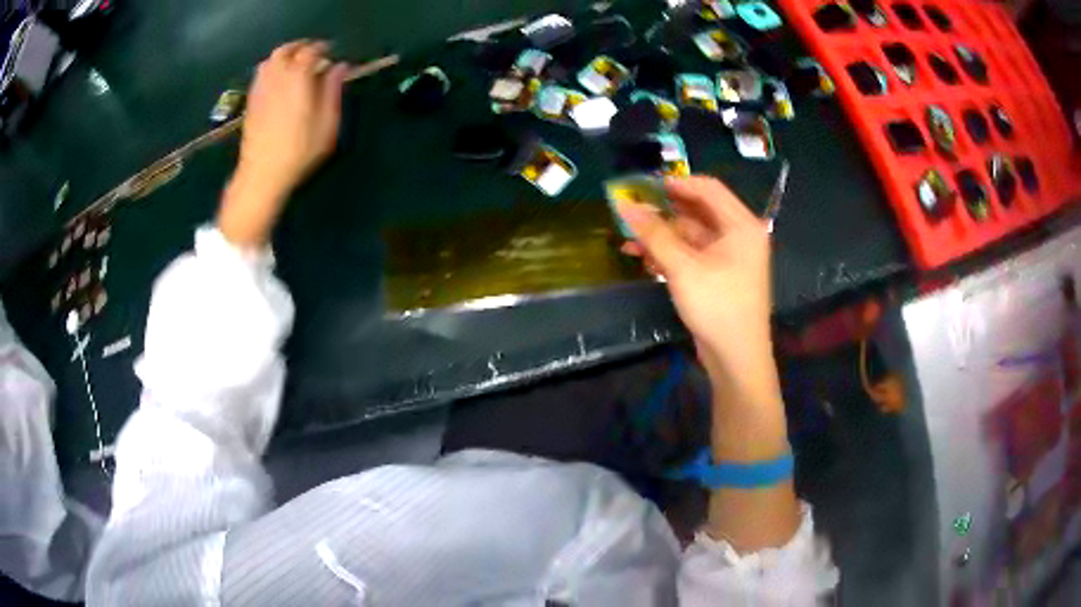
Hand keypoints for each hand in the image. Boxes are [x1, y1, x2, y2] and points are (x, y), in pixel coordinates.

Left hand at [218, 40, 348, 247]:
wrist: (263, 174)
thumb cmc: (300, 150)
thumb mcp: (327, 123)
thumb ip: (333, 90)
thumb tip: (339, 66)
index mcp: (298, 78)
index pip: (310, 51)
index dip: (322, 48)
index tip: (332, 53)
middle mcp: (276, 77)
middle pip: (286, 50)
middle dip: (301, 47)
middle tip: (313, 54)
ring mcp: (260, 89)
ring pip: (270, 60)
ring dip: (284, 56)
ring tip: (295, 64)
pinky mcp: (251, 102)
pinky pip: (260, 75)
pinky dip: (272, 69)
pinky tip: (279, 81)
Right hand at [616, 176, 772, 383]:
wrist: (737, 359)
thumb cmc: (717, 307)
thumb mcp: (683, 268)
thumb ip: (654, 234)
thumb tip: (624, 205)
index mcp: (742, 225)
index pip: (708, 188)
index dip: (675, 183)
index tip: (642, 185)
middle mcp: (739, 235)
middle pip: (698, 211)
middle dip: (663, 212)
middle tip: (630, 211)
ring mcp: (730, 257)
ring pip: (691, 235)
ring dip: (662, 236)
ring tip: (628, 240)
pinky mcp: (719, 275)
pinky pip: (693, 254)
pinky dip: (670, 254)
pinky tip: (644, 259)